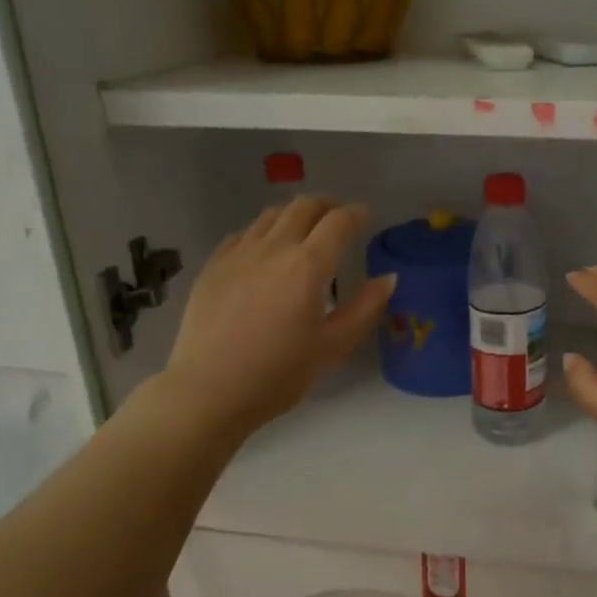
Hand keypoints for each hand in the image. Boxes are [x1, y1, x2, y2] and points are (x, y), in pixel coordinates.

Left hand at [160, 197, 393, 438]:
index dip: (356, 214)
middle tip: (339, 217)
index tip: (366, 216)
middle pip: (303, 207)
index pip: (338, 222)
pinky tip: (265, 251)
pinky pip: (243, 234)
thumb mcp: (332, 348)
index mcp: (308, 266)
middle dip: (327, 205)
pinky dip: (263, 233)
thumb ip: (364, 309)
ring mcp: (238, 254)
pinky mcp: (213, 267)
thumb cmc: (278, 375)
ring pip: (270, 216)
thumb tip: (388, 278)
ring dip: (294, 215)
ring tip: (304, 230)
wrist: (208, 391)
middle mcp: (273, 248)